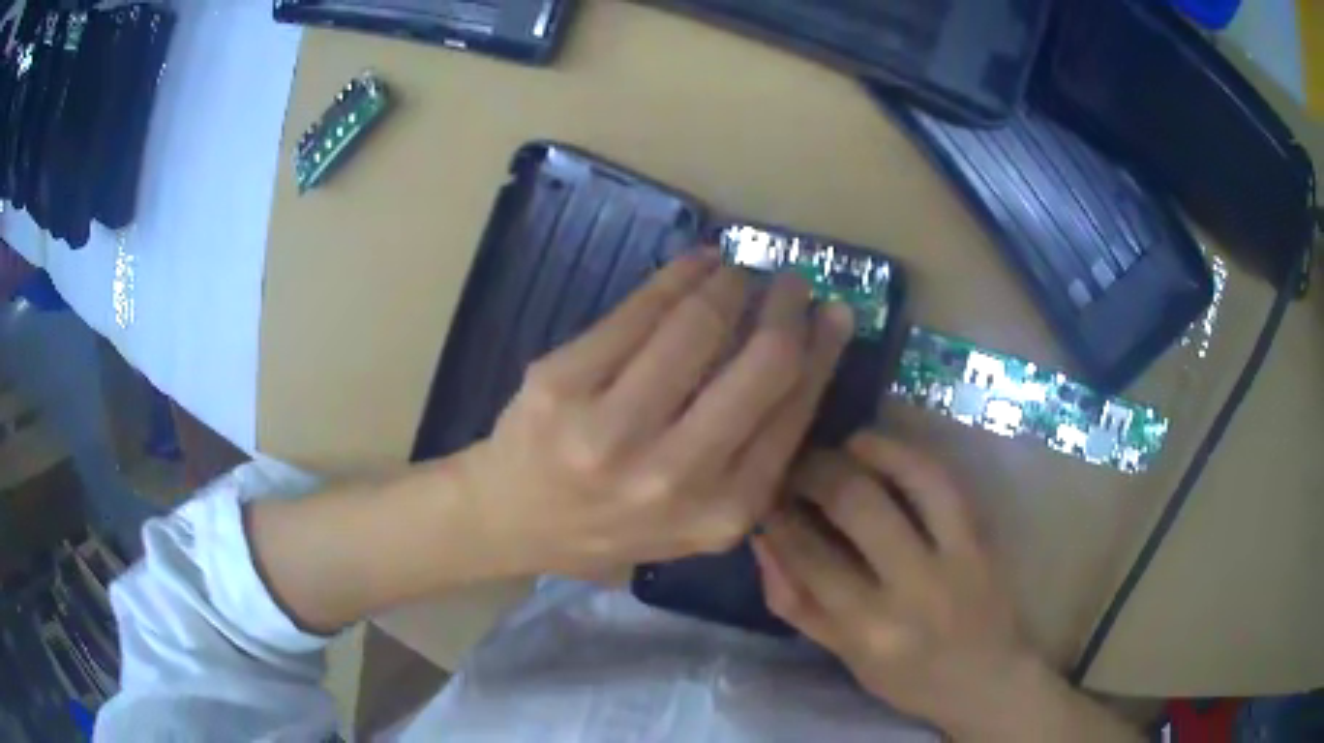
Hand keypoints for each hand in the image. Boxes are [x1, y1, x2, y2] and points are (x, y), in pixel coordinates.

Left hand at [456, 252, 853, 577]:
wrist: (511, 520)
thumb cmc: (611, 525)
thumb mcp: (696, 521)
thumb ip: (751, 460)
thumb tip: (802, 359)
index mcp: (720, 513)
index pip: (793, 412)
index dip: (822, 351)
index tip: (833, 314)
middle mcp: (673, 476)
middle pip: (761, 363)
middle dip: (786, 307)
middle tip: (791, 281)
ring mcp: (610, 428)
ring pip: (698, 325)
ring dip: (729, 282)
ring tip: (736, 271)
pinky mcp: (561, 383)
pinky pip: (636, 312)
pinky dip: (675, 276)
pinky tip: (694, 265)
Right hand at [754, 435, 1138, 741]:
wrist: (989, 679)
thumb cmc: (909, 679)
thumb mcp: (844, 657)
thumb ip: (798, 604)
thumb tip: (763, 540)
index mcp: (869, 630)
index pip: (810, 557)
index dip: (777, 517)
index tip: (762, 495)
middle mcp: (911, 588)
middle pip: (854, 504)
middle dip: (813, 471)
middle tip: (792, 465)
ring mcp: (953, 555)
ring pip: (903, 480)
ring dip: (859, 452)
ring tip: (834, 448)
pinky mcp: (980, 536)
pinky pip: (941, 480)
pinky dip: (904, 453)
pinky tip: (876, 446)